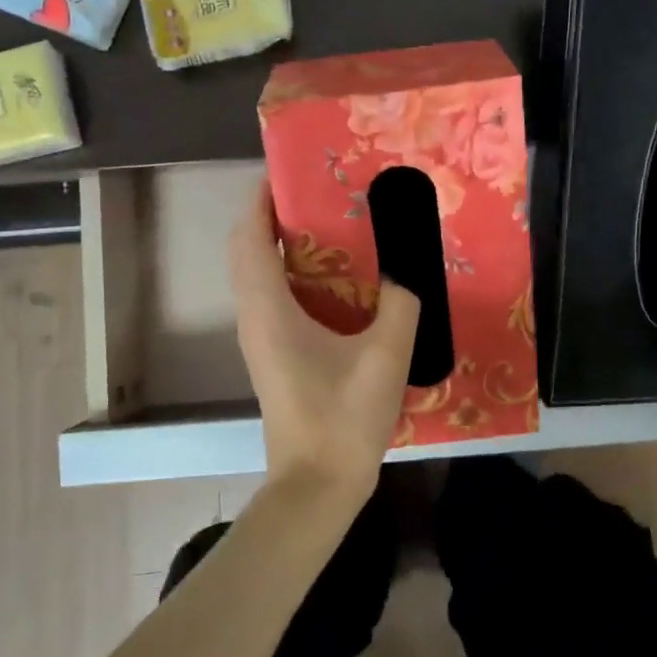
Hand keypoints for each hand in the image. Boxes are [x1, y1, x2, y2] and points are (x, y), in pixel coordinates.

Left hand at [230, 178, 420, 508]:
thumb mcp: (386, 356)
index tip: (290, 170)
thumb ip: (401, 303)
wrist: (316, 486)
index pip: (250, 237)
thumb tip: (408, 269)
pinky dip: (293, 274)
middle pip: (248, 250)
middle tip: (319, 194)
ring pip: (259, 275)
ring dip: (282, 244)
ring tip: (329, 224)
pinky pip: (273, 297)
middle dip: (273, 215)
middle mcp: (255, 317)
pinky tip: (337, 278)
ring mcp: (261, 339)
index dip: (261, 199)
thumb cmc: (343, 419)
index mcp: (269, 309)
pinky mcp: (273, 356)